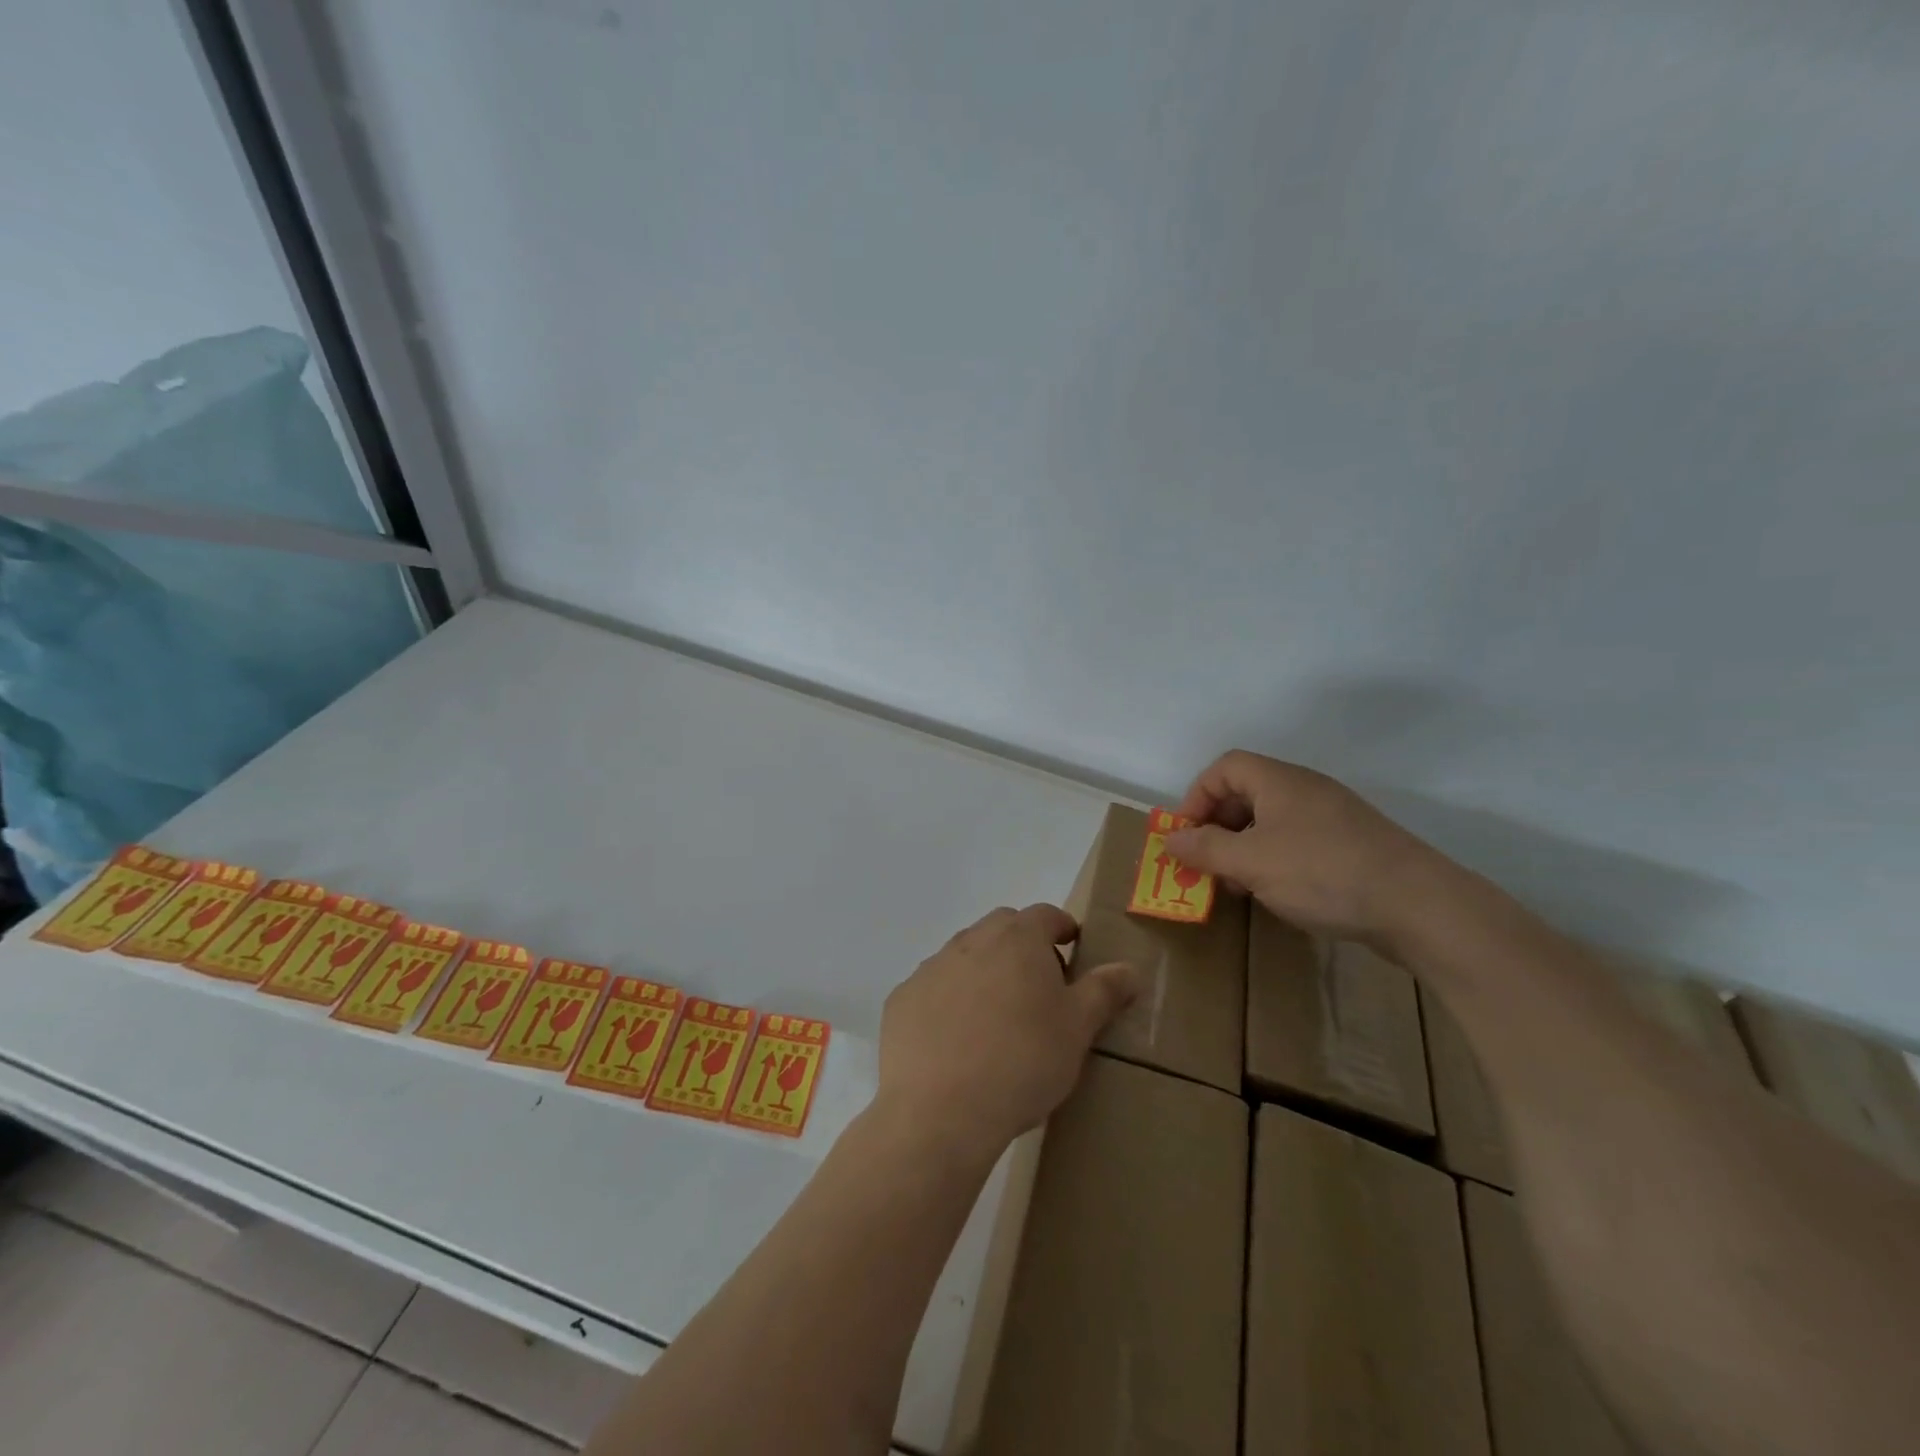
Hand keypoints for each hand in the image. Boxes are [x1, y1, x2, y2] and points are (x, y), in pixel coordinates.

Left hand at [878, 905, 1139, 1162]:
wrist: (941, 1110)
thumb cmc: (1023, 1061)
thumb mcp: (1077, 1029)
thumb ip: (1104, 991)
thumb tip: (1129, 968)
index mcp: (1017, 939)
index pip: (1046, 915)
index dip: (1063, 929)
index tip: (1073, 952)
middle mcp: (971, 940)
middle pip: (1003, 928)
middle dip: (1023, 947)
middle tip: (1040, 988)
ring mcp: (931, 968)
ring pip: (965, 956)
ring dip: (984, 972)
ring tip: (998, 1019)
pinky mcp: (902, 999)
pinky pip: (933, 988)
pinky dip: (948, 1001)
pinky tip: (956, 1041)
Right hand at [1165, 751, 1448, 946]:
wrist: (1419, 906)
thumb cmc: (1323, 873)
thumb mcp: (1251, 862)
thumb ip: (1205, 849)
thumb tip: (1170, 839)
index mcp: (1280, 781)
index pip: (1224, 767)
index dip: (1197, 796)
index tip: (1187, 835)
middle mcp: (1305, 790)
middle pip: (1246, 793)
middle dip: (1217, 827)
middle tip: (1206, 864)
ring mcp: (1333, 817)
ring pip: (1271, 821)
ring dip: (1243, 848)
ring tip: (1237, 885)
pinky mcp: (1352, 845)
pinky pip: (1297, 841)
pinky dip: (1274, 860)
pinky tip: (1277, 892)